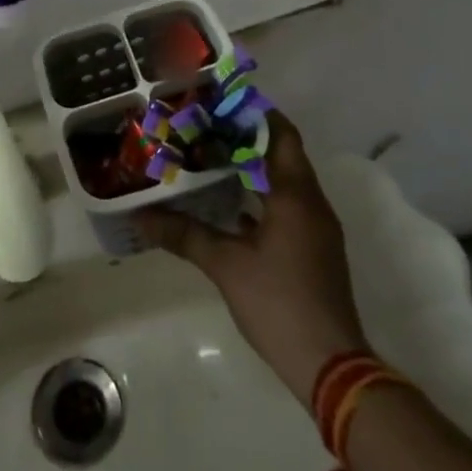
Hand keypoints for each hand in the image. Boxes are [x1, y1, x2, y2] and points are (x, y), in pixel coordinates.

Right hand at [137, 112, 368, 408]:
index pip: (280, 134)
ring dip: (252, 168)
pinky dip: (260, 197)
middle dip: (245, 138)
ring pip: (284, 181)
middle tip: (203, 128)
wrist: (331, 367)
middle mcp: (311, 203)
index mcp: (296, 194)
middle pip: (281, 154)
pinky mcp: (313, 249)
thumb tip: (140, 217)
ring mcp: (316, 228)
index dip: (253, 114)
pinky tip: (227, 206)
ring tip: (209, 159)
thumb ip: (184, 234)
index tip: (218, 103)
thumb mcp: (225, 265)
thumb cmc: (279, 303)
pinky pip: (286, 206)